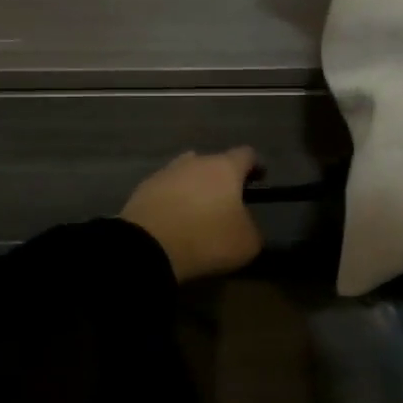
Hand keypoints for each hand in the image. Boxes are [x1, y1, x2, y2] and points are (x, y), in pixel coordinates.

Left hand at [120, 148, 264, 284]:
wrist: (148, 247)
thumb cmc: (207, 239)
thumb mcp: (247, 242)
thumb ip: (252, 226)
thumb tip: (244, 222)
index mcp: (225, 167)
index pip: (246, 154)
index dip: (255, 166)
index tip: (259, 179)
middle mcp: (195, 161)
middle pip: (213, 162)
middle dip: (222, 179)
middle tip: (226, 202)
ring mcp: (166, 172)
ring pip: (187, 174)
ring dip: (194, 188)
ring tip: (197, 211)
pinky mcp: (143, 189)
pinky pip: (166, 190)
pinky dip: (172, 201)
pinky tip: (173, 220)